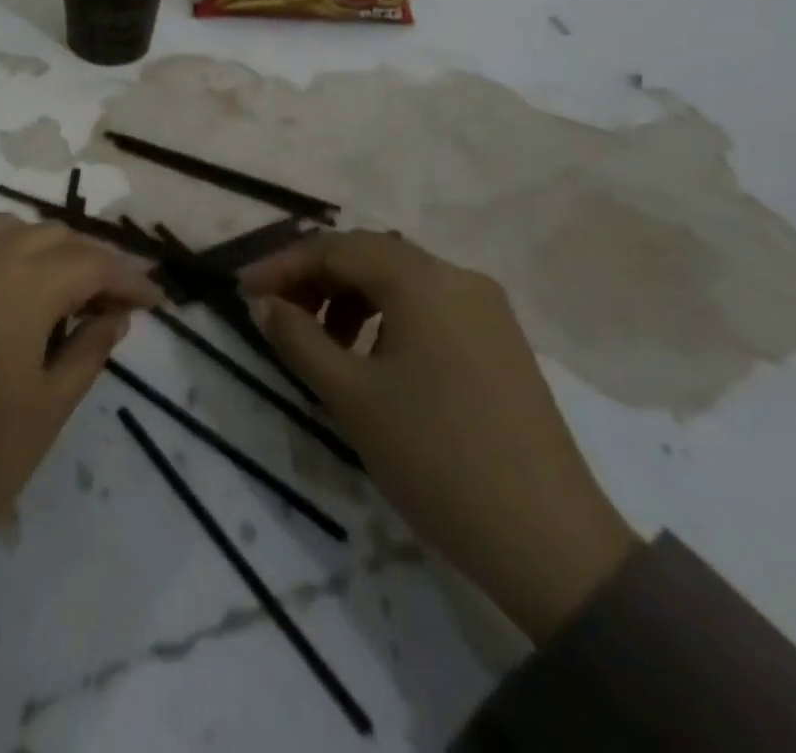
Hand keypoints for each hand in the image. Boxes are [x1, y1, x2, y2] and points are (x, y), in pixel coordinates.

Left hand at [0, 215, 162, 579]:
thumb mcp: (47, 410)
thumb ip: (88, 351)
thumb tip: (116, 317)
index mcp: (20, 287)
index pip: (91, 263)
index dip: (128, 279)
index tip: (156, 302)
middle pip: (55, 237)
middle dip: (92, 263)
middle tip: (115, 305)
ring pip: (14, 231)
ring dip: (50, 251)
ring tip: (69, 295)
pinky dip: (9, 254)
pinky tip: (19, 292)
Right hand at [240, 231, 638, 642]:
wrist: (552, 546)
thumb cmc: (436, 460)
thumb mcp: (351, 396)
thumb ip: (297, 337)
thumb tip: (262, 303)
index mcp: (422, 280)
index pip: (336, 249)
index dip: (283, 265)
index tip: (244, 291)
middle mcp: (457, 277)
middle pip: (368, 255)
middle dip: (314, 277)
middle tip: (275, 312)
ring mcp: (485, 308)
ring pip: (398, 279)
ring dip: (349, 297)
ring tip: (319, 341)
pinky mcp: (499, 340)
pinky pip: (427, 305)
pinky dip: (385, 316)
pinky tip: (369, 355)